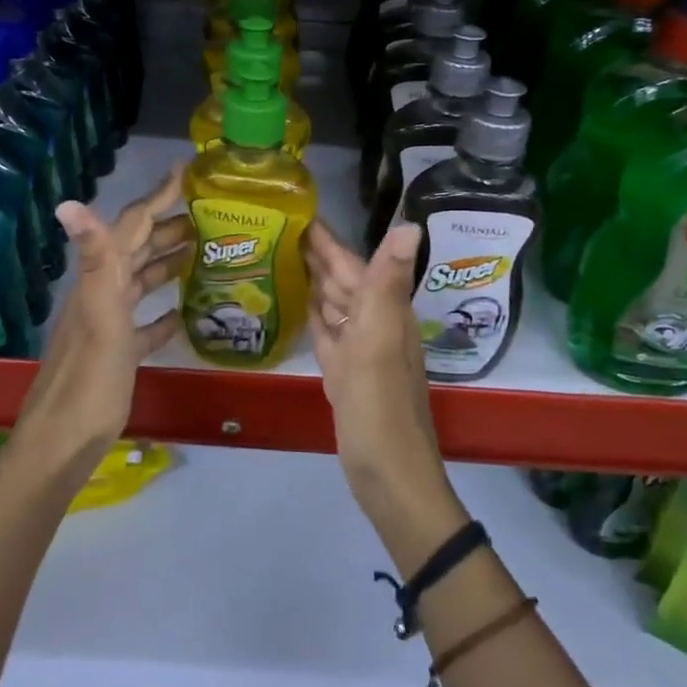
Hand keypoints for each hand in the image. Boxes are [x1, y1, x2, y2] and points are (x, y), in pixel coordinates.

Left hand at [17, 169, 192, 458]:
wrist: (64, 442)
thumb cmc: (90, 380)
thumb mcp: (99, 317)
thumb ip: (94, 261)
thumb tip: (67, 202)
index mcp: (101, 281)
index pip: (131, 226)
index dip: (157, 197)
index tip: (187, 172)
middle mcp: (103, 295)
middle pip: (137, 250)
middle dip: (168, 227)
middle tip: (208, 215)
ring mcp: (109, 326)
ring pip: (141, 282)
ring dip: (167, 263)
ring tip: (202, 252)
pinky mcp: (118, 355)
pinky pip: (144, 324)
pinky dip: (163, 312)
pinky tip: (183, 312)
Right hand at [305, 220, 455, 534]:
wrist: (389, 477)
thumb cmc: (381, 410)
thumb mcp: (382, 342)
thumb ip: (388, 284)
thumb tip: (410, 224)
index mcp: (383, 312)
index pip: (351, 263)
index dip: (327, 238)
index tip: (296, 209)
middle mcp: (374, 325)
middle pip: (342, 280)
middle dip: (315, 253)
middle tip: (276, 226)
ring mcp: (359, 351)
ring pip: (334, 304)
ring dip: (313, 281)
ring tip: (280, 256)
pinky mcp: (345, 375)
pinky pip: (327, 334)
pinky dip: (314, 316)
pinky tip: (299, 306)